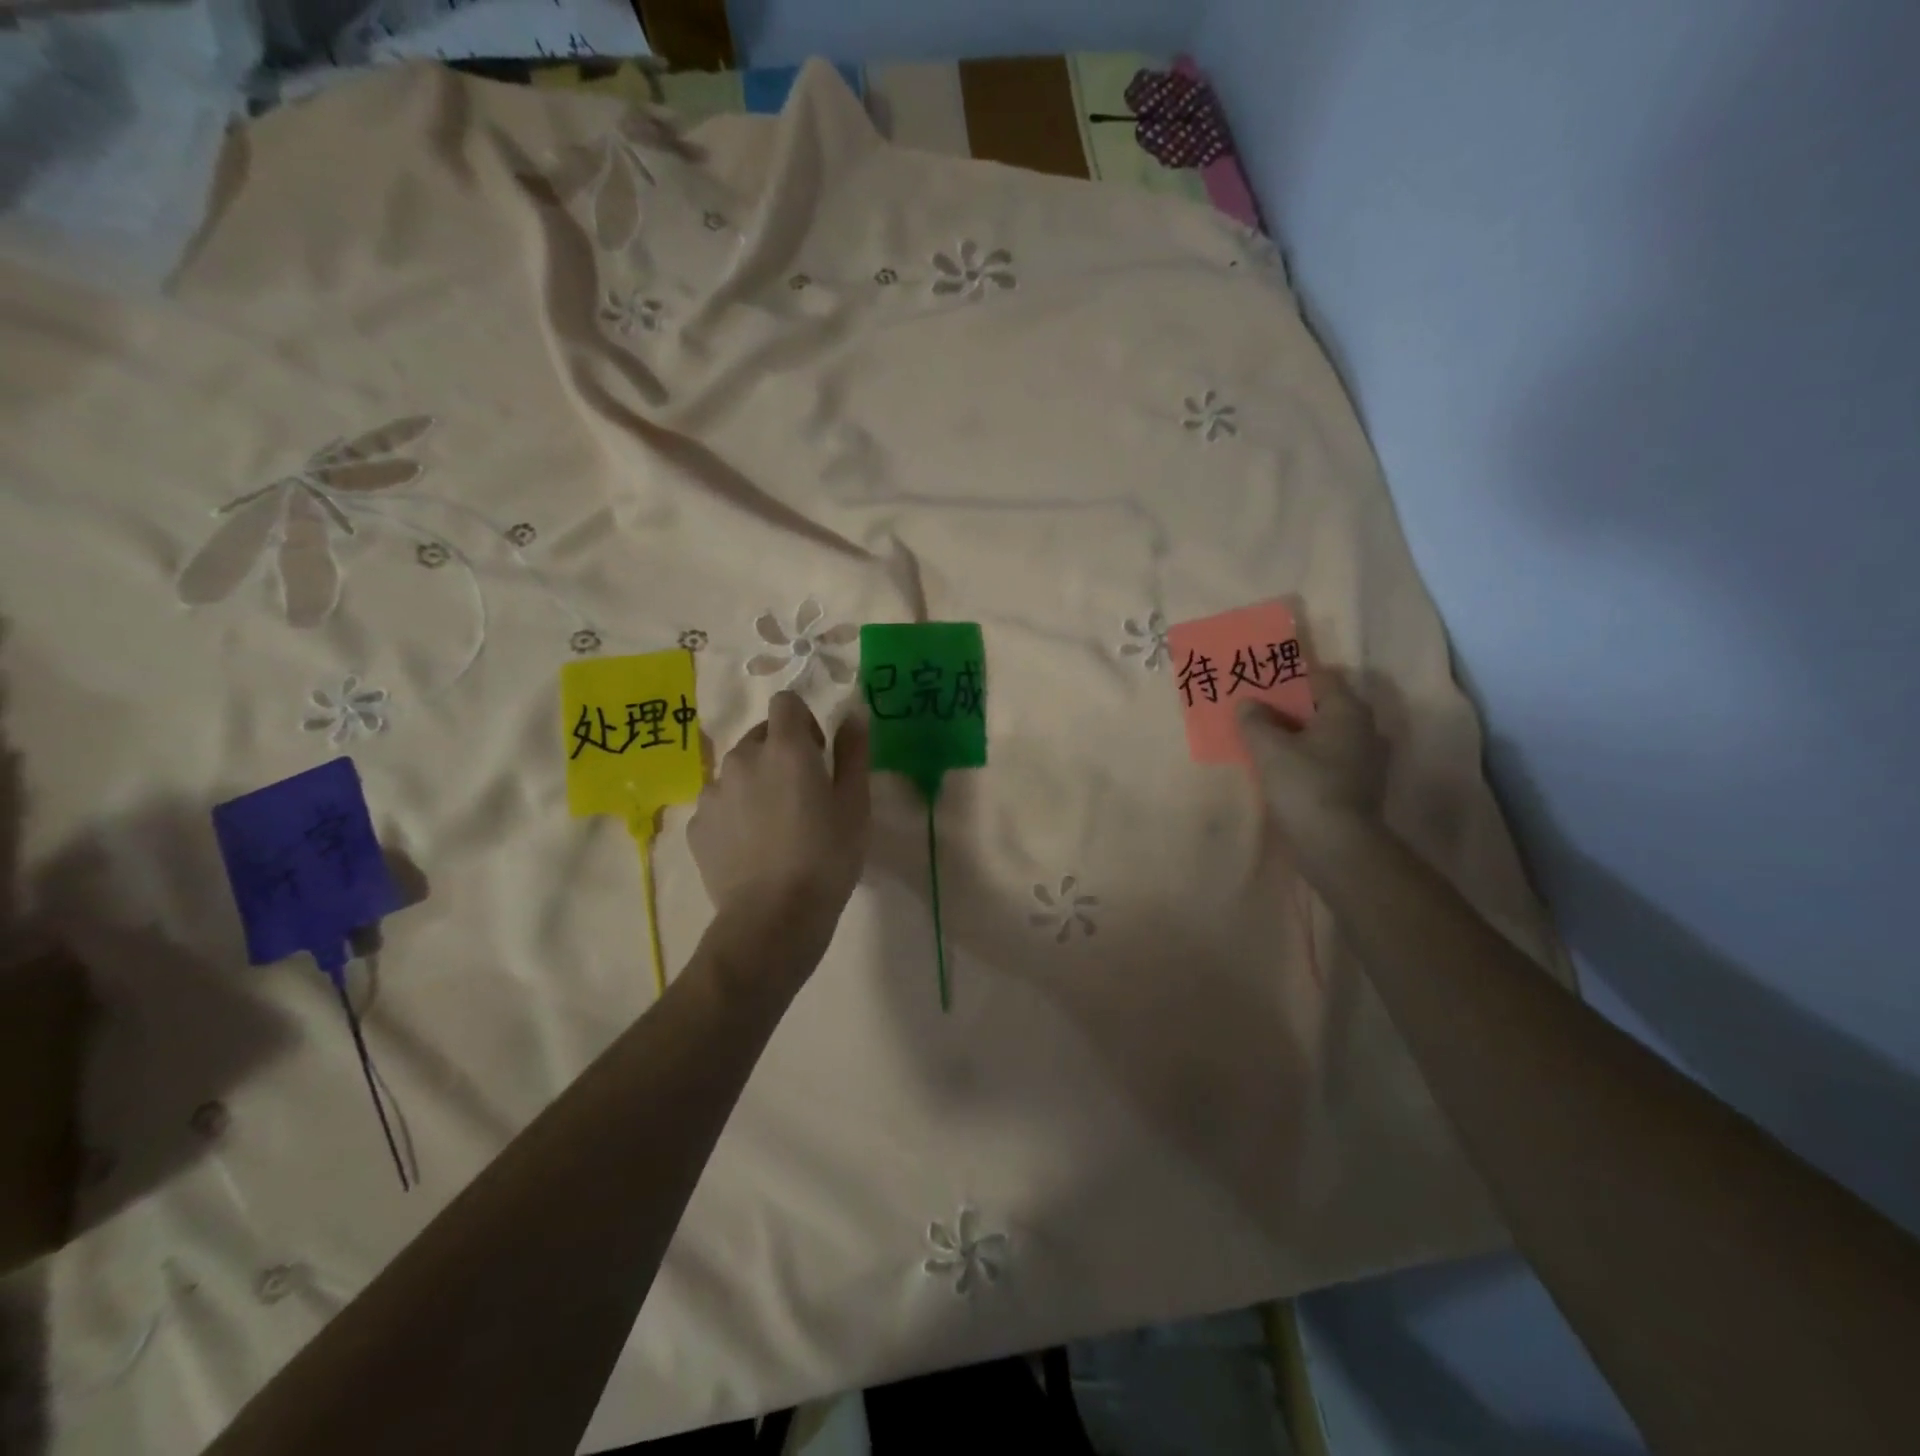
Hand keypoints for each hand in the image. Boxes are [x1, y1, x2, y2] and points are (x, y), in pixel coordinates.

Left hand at [690, 692, 870, 935]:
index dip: (804, 721)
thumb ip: (853, 752)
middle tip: (802, 795)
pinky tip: (752, 848)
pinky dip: (734, 814)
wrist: (773, 917)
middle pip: (760, 736)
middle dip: (780, 753)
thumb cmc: (826, 857)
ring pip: (737, 771)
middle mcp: (742, 759)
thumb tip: (853, 714)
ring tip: (774, 826)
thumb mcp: (855, 804)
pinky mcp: (696, 825)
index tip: (818, 753)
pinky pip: (719, 805)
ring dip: (756, 783)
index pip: (785, 702)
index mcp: (785, 748)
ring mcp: (713, 793)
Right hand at [1238, 668, 1386, 832]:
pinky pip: (1327, 758)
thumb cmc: (1306, 786)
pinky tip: (1281, 766)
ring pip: (1324, 734)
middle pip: (1322, 706)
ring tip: (1263, 737)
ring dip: (1297, 733)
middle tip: (1255, 708)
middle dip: (1289, 706)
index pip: (1320, 677)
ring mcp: (1365, 759)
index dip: (1289, 675)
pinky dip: (1306, 756)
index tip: (1261, 679)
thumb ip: (1255, 721)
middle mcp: (1364, 729)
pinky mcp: (1357, 785)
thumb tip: (1246, 703)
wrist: (1337, 845)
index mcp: (1347, 711)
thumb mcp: (1270, 750)